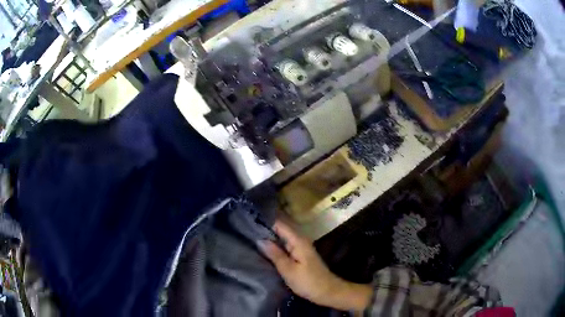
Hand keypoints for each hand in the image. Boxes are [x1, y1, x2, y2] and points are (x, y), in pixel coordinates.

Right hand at [260, 221, 372, 311]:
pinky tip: (264, 250)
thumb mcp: (288, 270)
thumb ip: (275, 254)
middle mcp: (300, 240)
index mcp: (298, 240)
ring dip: (269, 238)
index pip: (279, 224)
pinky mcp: (300, 255)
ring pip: (282, 238)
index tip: (249, 221)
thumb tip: (260, 239)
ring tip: (251, 238)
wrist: (327, 291)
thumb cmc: (308, 282)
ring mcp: (301, 247)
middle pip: (280, 229)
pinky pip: (285, 246)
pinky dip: (275, 246)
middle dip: (265, 229)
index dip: (265, 221)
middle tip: (246, 231)